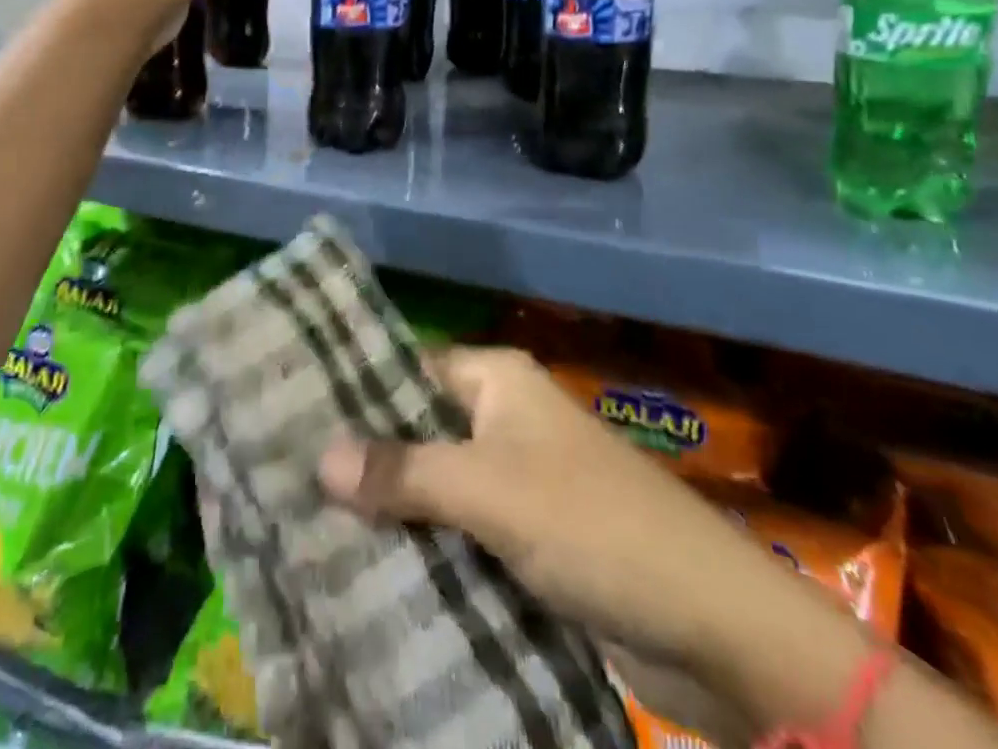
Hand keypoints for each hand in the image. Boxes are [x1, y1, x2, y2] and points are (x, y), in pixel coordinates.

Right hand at [316, 347, 782, 666]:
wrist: (713, 627)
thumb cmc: (593, 525)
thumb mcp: (490, 490)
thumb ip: (404, 472)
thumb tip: (319, 458)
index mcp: (496, 380)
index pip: (407, 369)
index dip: (353, 394)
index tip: (288, 419)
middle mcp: (503, 419)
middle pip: (417, 430)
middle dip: (364, 460)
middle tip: (284, 481)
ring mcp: (517, 480)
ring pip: (435, 485)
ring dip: (390, 511)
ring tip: (307, 528)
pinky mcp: (527, 539)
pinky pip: (460, 532)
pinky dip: (423, 548)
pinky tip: (366, 571)